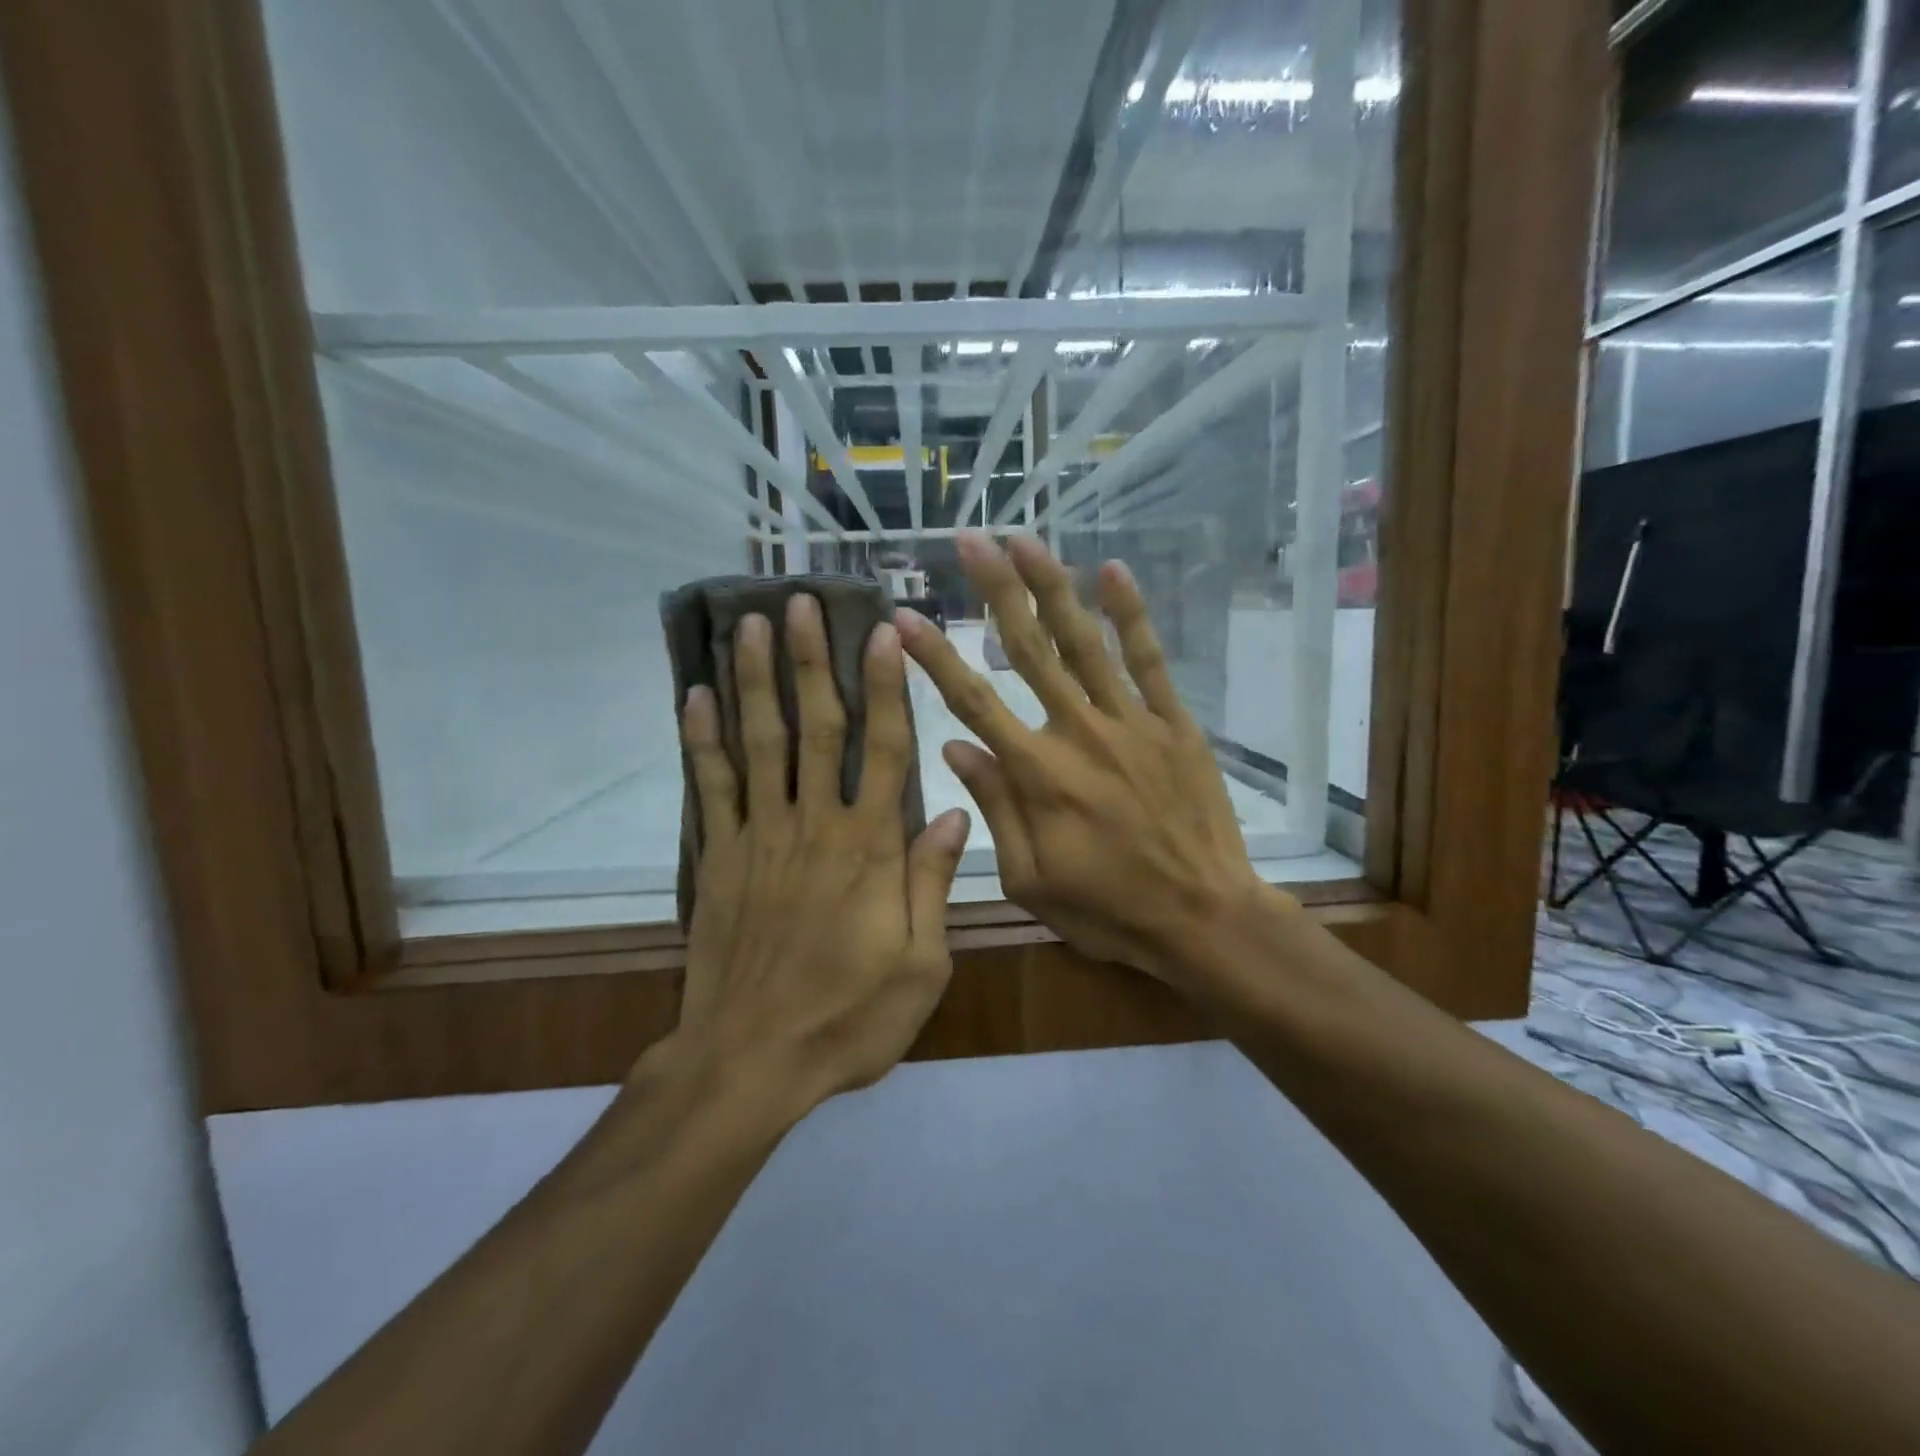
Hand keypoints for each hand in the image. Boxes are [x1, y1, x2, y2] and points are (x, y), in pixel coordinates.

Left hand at [673, 595, 969, 1113]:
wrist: (749, 1061)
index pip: (884, 750)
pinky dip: (702, 739)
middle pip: (815, 728)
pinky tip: (696, 695)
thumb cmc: (847, 1019)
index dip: (888, 688)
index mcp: (868, 849)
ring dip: (756, 680)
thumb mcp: (920, 967)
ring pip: (759, 743)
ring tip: (751, 624)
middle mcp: (813, 826)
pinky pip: (710, 787)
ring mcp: (759, 838)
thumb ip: (932, 885)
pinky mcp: (717, 858)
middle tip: (802, 603)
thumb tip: (956, 815)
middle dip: (811, 661)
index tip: (883, 634)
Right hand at [897, 532, 1285, 990]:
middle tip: (969, 540)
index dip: (935, 656)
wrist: (1204, 918)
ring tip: (1024, 540)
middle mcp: (1078, 733)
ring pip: (1084, 642)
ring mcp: (1130, 722)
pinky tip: (1112, 571)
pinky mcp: (1173, 723)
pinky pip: (1147, 660)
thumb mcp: (1031, 879)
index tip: (904, 615)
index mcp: (1037, 775)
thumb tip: (955, 746)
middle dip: (995, 591)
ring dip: (1052, 586)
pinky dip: (1130, 614)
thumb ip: (994, 807)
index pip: (973, 701)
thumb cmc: (1109, 909)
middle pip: (1028, 650)